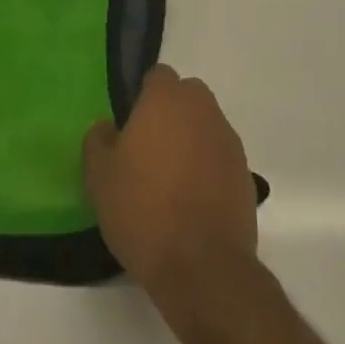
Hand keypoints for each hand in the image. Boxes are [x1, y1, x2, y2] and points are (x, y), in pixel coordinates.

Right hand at [83, 65, 255, 298]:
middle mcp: (203, 110)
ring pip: (206, 125)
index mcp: (167, 100)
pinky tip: (192, 200)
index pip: (158, 76)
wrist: (202, 267)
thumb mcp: (99, 176)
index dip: (143, 95)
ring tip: (171, 178)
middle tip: (149, 147)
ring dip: (191, 140)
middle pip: (187, 96)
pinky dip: (208, 168)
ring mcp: (229, 142)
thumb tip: (108, 127)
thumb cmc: (143, 210)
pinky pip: (221, 157)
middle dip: (171, 113)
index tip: (130, 124)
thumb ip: (98, 140)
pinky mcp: (245, 175)